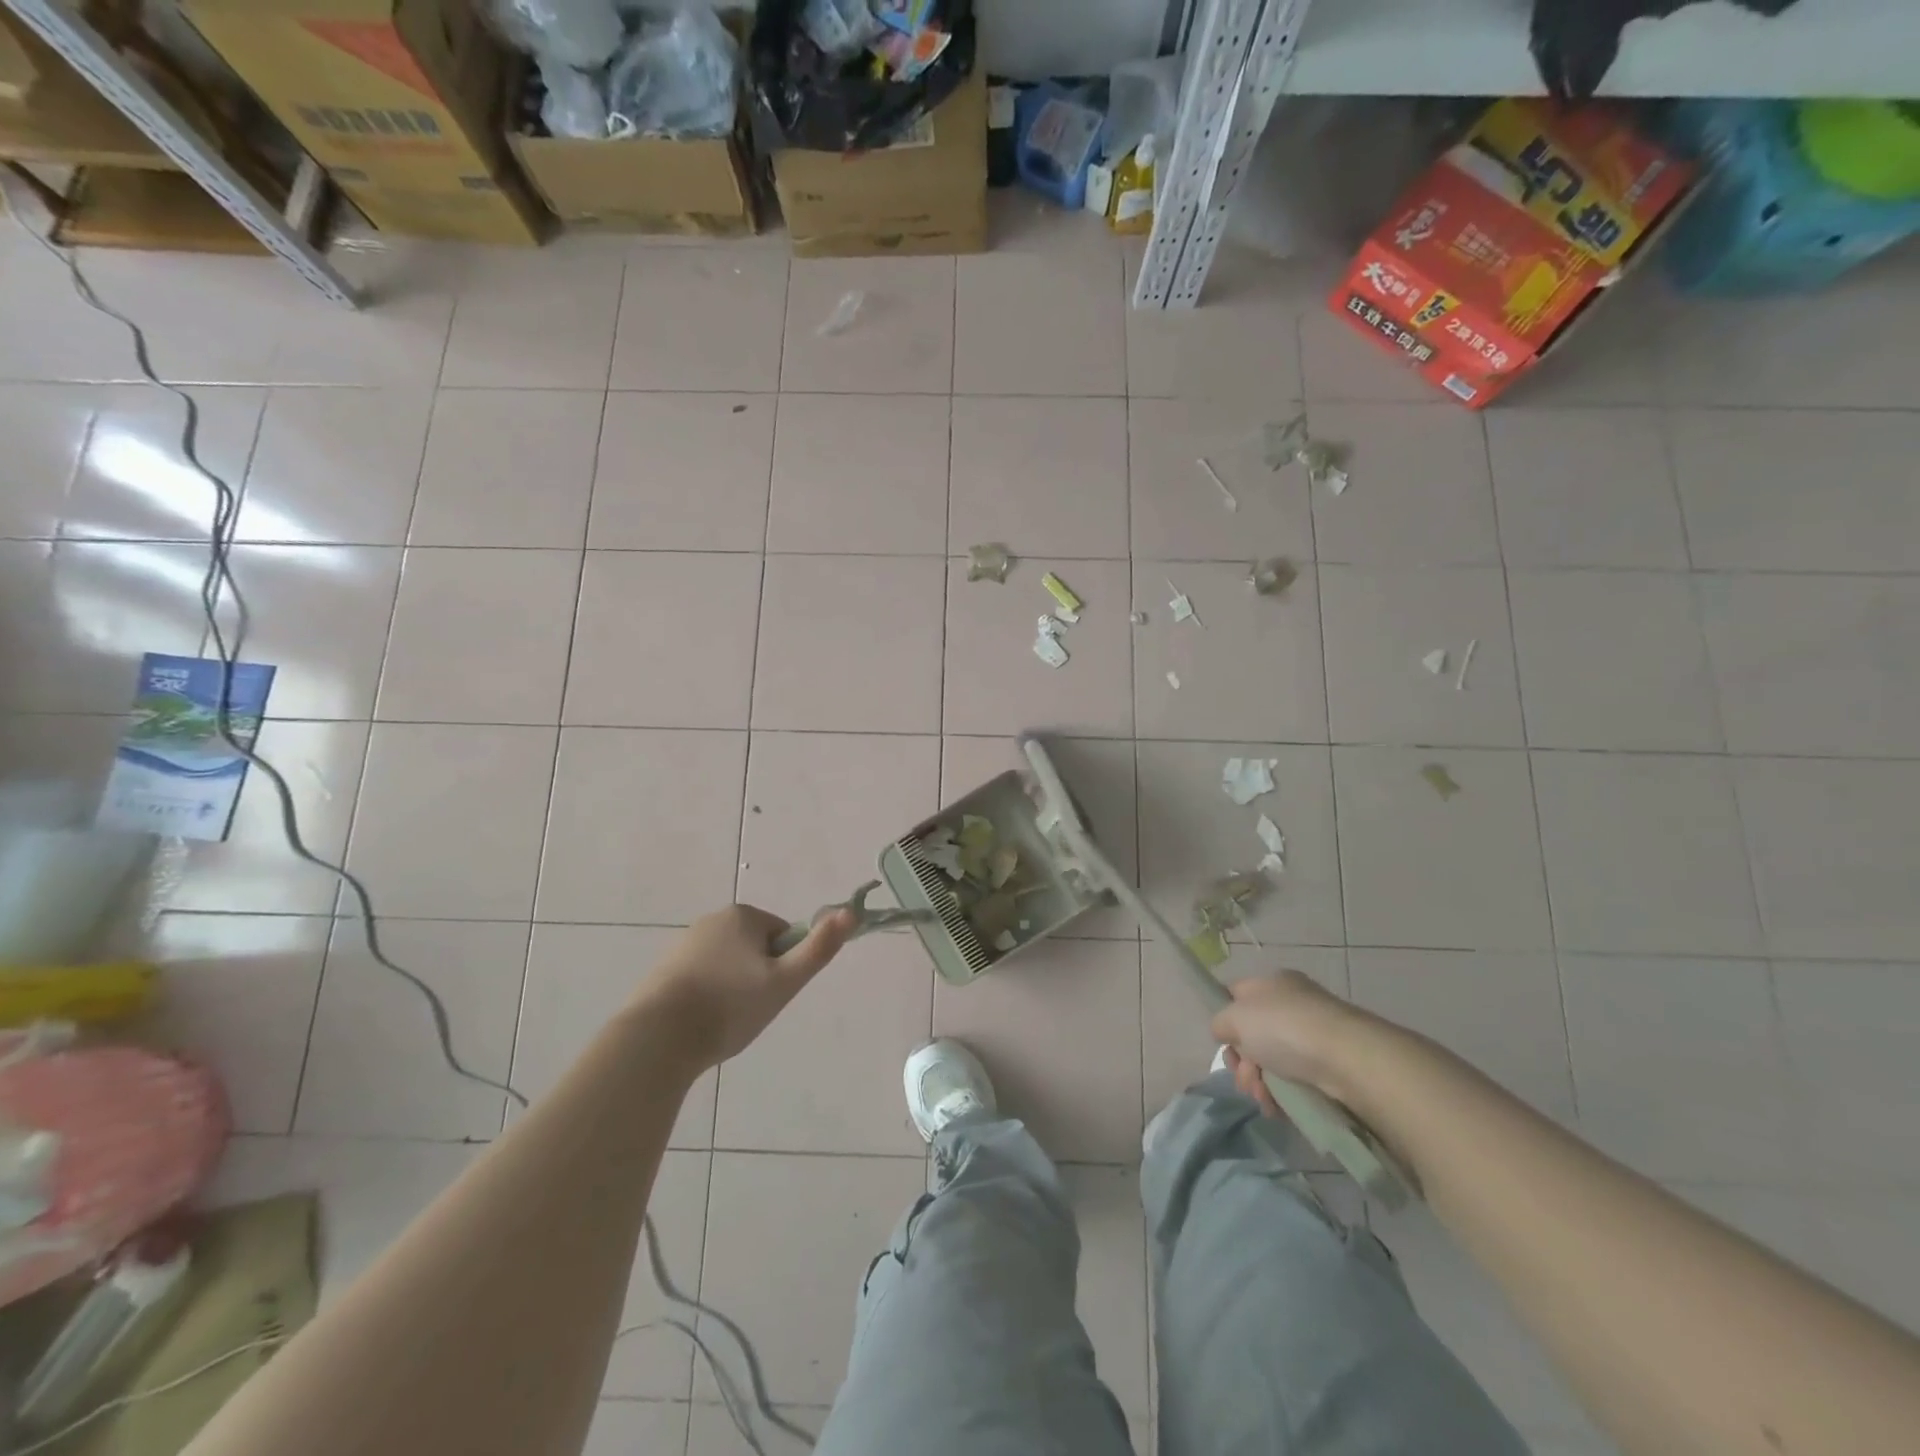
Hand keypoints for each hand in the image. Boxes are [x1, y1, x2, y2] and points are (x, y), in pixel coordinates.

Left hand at [638, 904, 855, 1069]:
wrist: (657, 1038)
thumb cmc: (730, 1006)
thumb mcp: (785, 980)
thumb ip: (819, 948)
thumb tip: (851, 912)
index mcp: (743, 916)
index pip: (783, 936)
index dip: (785, 967)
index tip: (772, 993)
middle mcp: (712, 920)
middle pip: (754, 949)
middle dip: (758, 977)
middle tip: (751, 1011)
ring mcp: (683, 944)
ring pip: (728, 965)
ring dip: (732, 988)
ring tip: (724, 1021)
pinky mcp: (662, 969)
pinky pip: (701, 978)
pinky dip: (707, 996)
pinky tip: (700, 1024)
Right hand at [1209, 970, 1365, 1115]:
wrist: (1347, 1059)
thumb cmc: (1284, 1028)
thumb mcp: (1235, 1017)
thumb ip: (1220, 1022)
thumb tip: (1225, 1032)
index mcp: (1272, 983)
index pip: (1237, 996)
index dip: (1226, 1019)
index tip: (1224, 1043)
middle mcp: (1293, 1004)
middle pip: (1253, 1034)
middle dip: (1242, 1061)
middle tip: (1245, 1078)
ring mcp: (1313, 1036)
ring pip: (1272, 1061)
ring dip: (1259, 1083)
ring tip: (1263, 1098)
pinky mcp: (1330, 1067)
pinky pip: (1295, 1081)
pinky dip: (1282, 1095)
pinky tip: (1277, 1107)